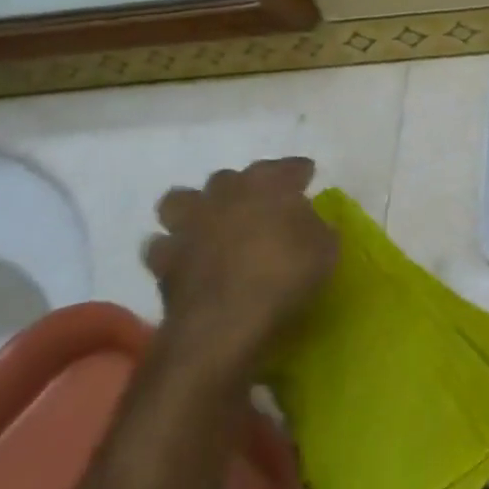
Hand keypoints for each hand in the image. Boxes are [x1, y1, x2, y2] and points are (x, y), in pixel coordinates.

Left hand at [145, 158, 338, 373]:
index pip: (287, 167)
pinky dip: (173, 250)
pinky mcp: (163, 258)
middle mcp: (224, 193)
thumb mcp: (325, 249)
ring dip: (194, 209)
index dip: (298, 172)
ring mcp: (189, 223)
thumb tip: (310, 223)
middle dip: (242, 188)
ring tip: (207, 226)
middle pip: (230, 178)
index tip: (307, 177)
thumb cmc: (285, 276)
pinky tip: (186, 261)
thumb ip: (317, 228)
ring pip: (181, 200)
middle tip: (257, 207)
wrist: (225, 322)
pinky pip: (163, 244)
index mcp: (267, 183)